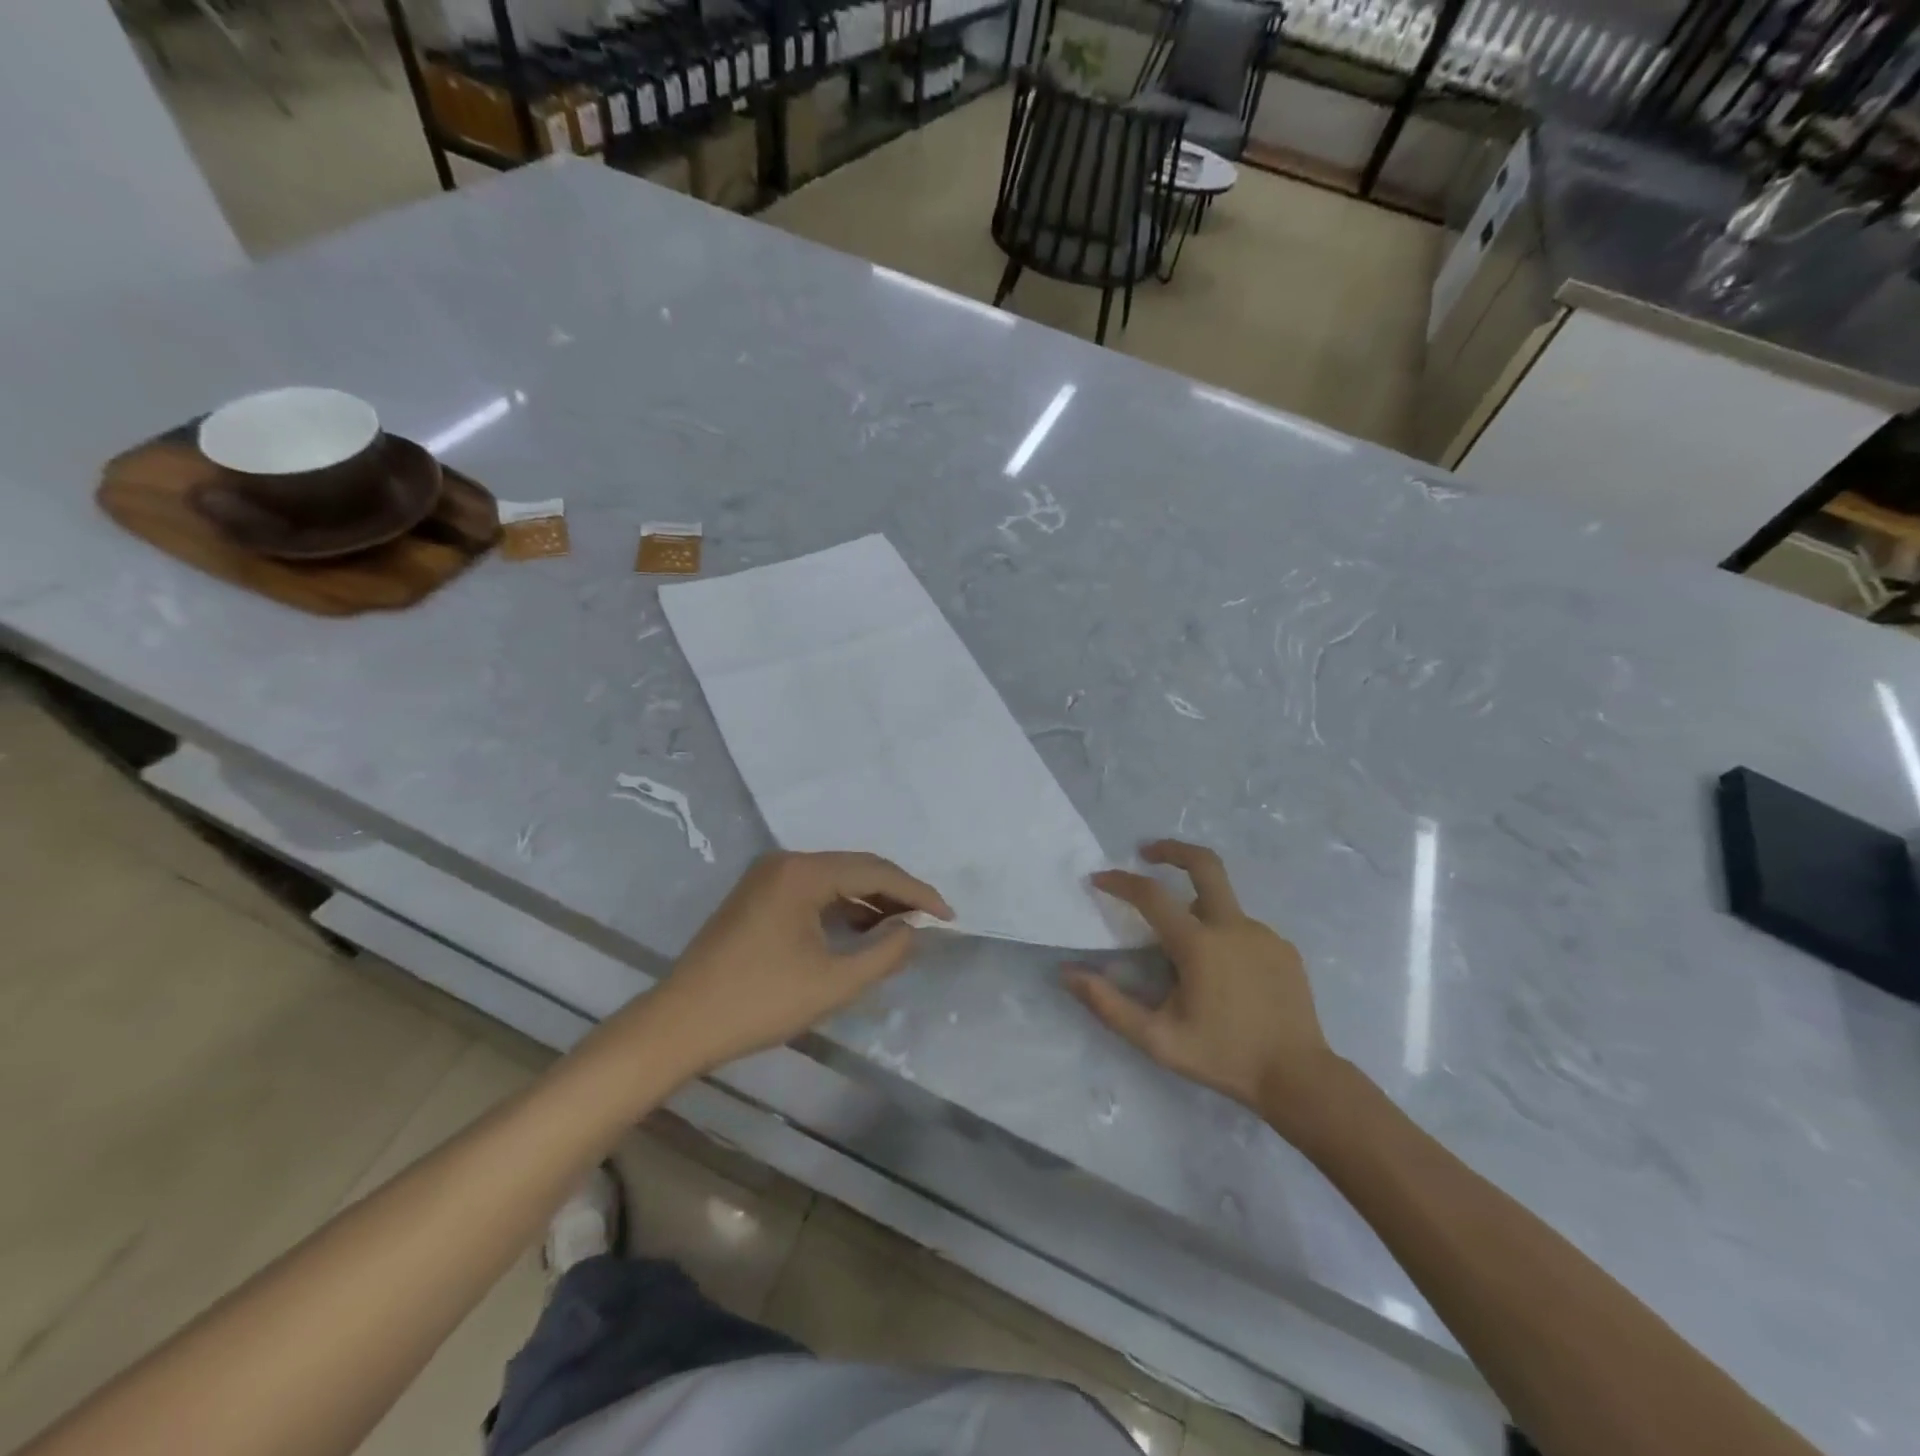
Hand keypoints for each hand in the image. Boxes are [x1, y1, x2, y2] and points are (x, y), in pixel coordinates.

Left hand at [645, 851, 952, 1074]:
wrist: (679, 1024)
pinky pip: (813, 891)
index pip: (875, 872)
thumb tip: (914, 929)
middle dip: (896, 894)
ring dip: (869, 901)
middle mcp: (785, 862)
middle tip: (931, 920)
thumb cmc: (759, 1003)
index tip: (949, 916)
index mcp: (803, 872)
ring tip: (902, 928)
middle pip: (855, 868)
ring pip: (834, 879)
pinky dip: (841, 908)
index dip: (917, 893)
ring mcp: (767, 877)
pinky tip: (861, 930)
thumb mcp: (833, 983)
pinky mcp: (757, 896)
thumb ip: (884, 953)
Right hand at [1067, 841, 1335, 1134]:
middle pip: (1204, 864)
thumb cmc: (1223, 1057)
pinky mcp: (1284, 949)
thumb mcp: (1157, 1039)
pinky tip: (1222, 976)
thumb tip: (1067, 974)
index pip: (1151, 895)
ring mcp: (1264, 934)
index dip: (1120, 882)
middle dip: (1172, 849)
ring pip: (1221, 907)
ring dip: (1196, 912)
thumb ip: (1108, 1004)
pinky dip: (1223, 937)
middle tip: (1147, 851)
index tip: (1098, 878)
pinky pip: (1243, 930)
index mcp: (1199, 944)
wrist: (1300, 1078)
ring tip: (1184, 957)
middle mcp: (1232, 926)